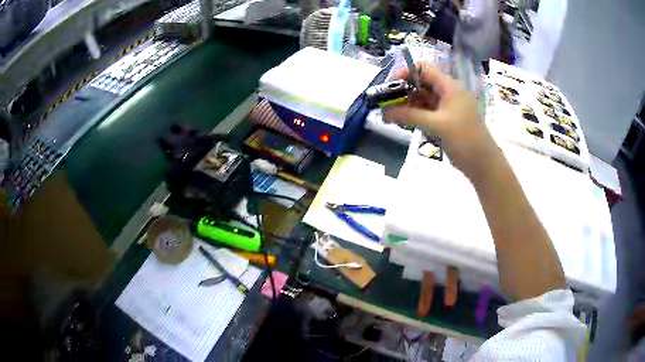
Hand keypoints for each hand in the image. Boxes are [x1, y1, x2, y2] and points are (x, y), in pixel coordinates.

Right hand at [383, 62, 498, 176]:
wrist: (483, 163)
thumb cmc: (464, 139)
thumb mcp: (436, 125)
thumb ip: (409, 115)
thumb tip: (384, 112)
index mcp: (449, 85)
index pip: (423, 68)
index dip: (405, 73)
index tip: (390, 86)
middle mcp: (448, 91)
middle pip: (421, 82)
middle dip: (403, 90)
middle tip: (387, 103)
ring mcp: (448, 105)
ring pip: (423, 97)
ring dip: (408, 104)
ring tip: (392, 115)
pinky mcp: (446, 118)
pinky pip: (428, 110)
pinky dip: (416, 114)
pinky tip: (404, 121)